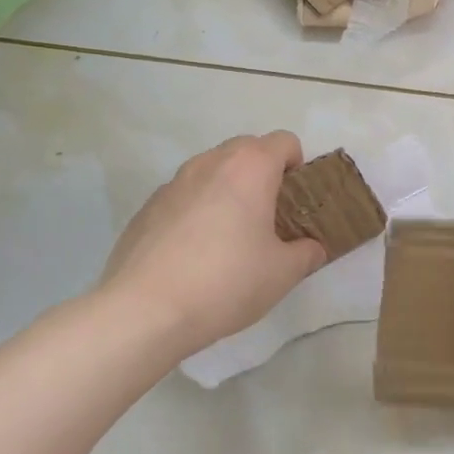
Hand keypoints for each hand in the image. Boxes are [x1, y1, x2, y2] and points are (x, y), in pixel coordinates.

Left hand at [93, 133, 327, 356]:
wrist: (143, 311)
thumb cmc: (225, 282)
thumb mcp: (283, 274)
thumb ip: (306, 253)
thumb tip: (310, 248)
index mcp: (250, 167)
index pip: (285, 142)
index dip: (298, 166)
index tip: (296, 202)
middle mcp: (211, 162)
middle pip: (247, 149)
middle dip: (263, 174)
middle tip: (268, 218)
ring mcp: (173, 182)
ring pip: (212, 170)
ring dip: (227, 190)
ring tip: (228, 237)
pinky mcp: (147, 207)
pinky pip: (184, 196)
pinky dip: (196, 211)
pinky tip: (193, 255)